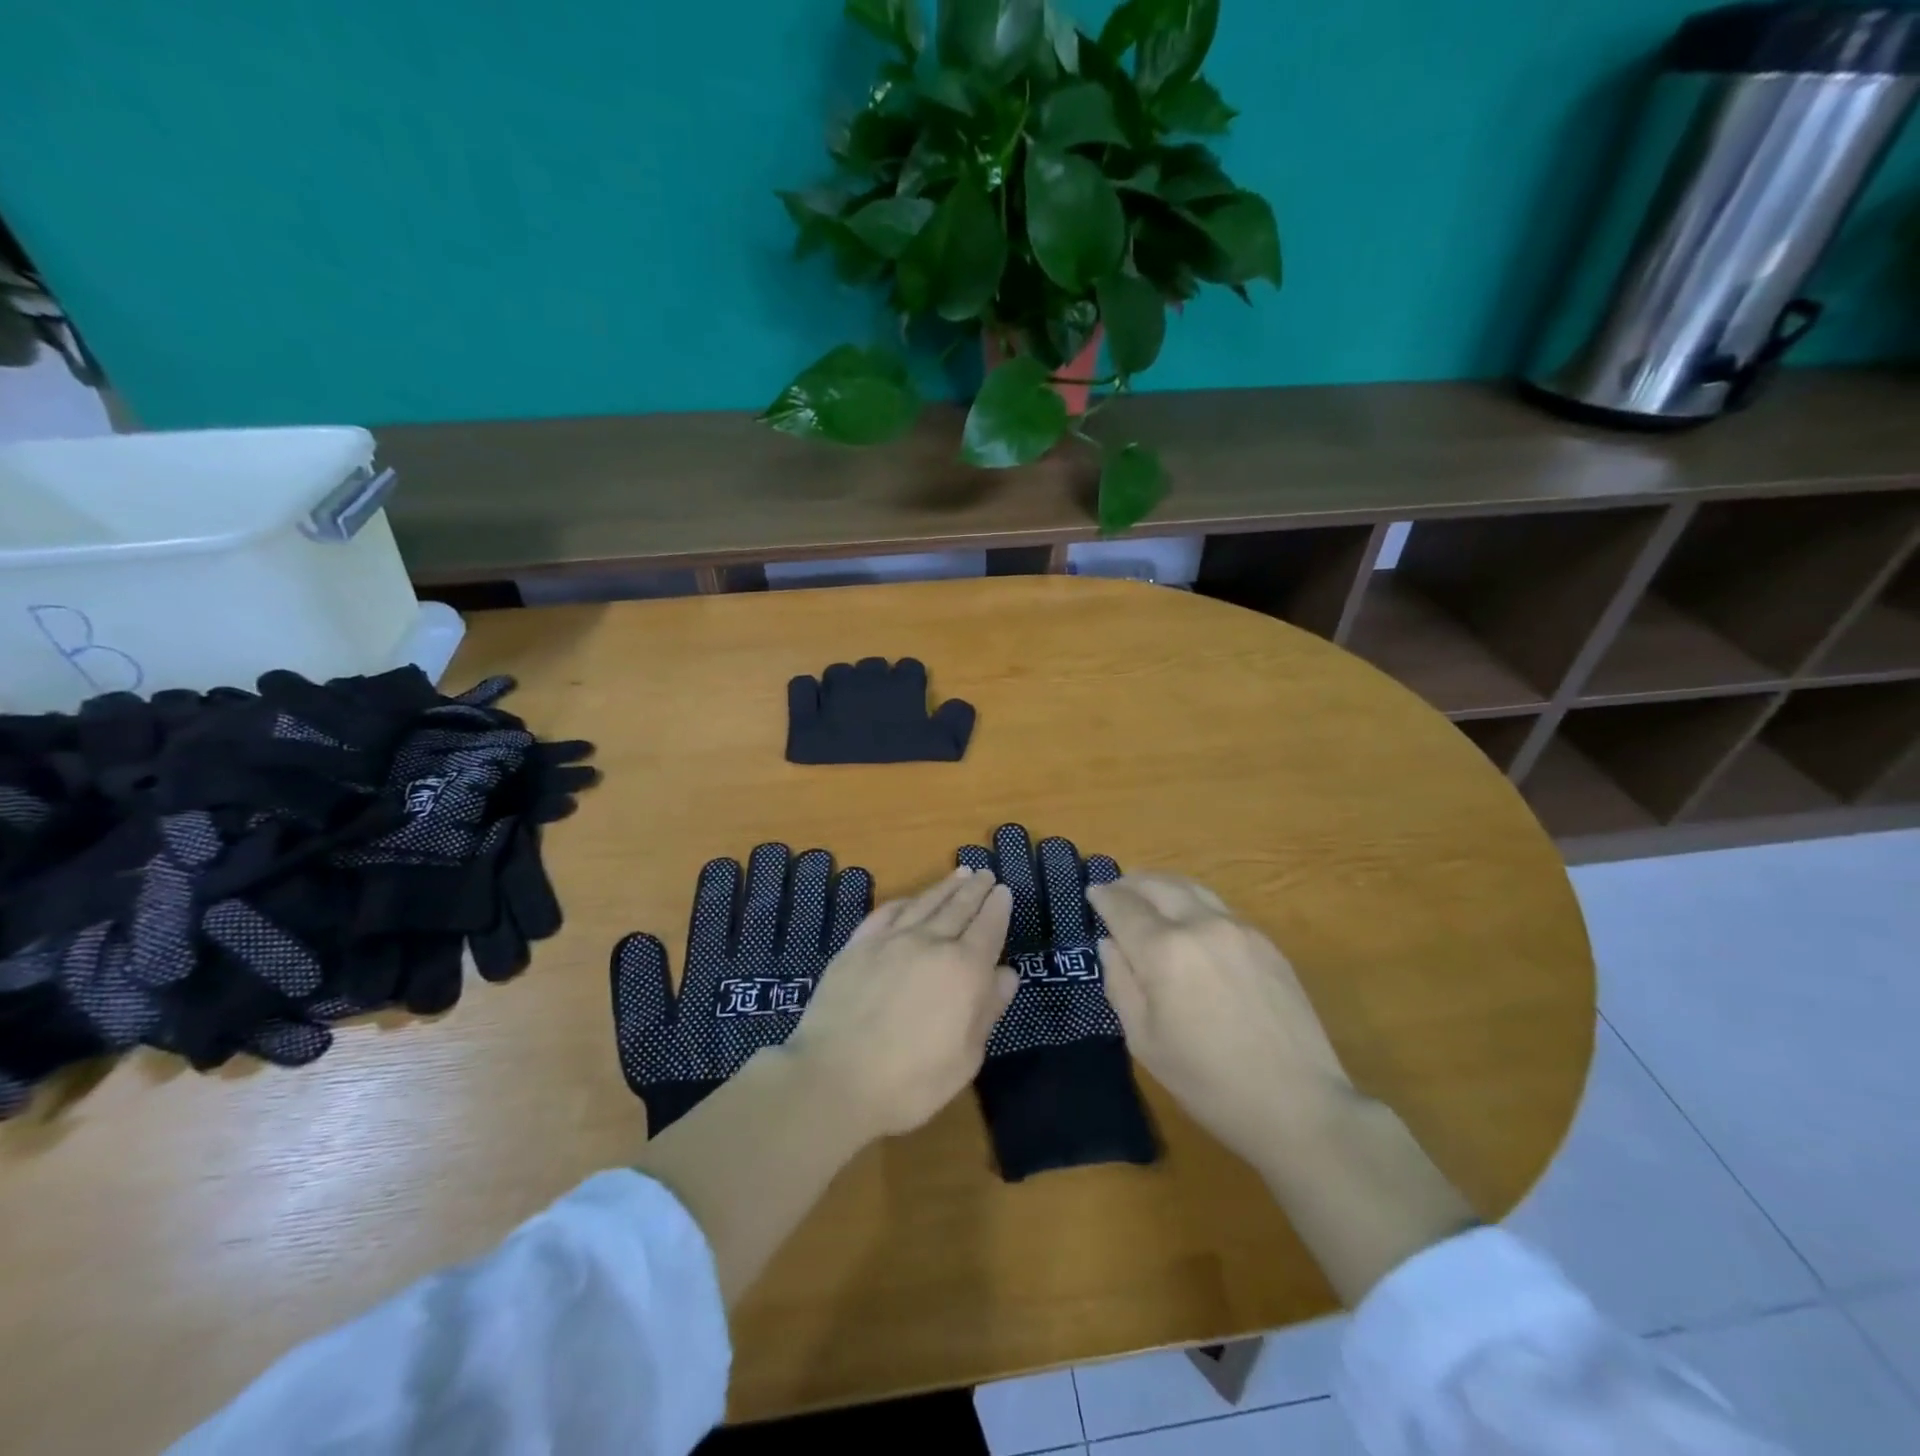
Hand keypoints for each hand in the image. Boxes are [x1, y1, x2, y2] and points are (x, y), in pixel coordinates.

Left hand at [786, 867, 1014, 1139]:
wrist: (835, 1079)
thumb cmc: (910, 1082)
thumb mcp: (965, 1058)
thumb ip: (987, 1010)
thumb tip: (1007, 973)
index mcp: (964, 970)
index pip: (988, 928)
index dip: (997, 908)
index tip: (1003, 890)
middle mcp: (930, 944)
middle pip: (958, 907)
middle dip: (974, 889)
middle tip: (984, 873)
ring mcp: (890, 940)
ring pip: (924, 903)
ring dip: (945, 886)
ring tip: (959, 873)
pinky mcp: (858, 945)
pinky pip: (886, 913)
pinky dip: (904, 901)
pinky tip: (909, 899)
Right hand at [1088, 873, 1353, 1165]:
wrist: (1297, 1104)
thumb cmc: (1208, 1082)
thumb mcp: (1145, 1041)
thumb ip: (1120, 984)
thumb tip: (1110, 944)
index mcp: (1164, 952)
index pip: (1123, 907)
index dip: (1103, 897)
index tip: (1092, 893)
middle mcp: (1200, 926)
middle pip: (1158, 885)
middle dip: (1131, 882)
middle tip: (1116, 889)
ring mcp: (1238, 929)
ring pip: (1192, 888)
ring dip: (1163, 885)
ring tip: (1149, 894)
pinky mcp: (1266, 942)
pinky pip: (1219, 908)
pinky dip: (1194, 902)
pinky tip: (1190, 920)